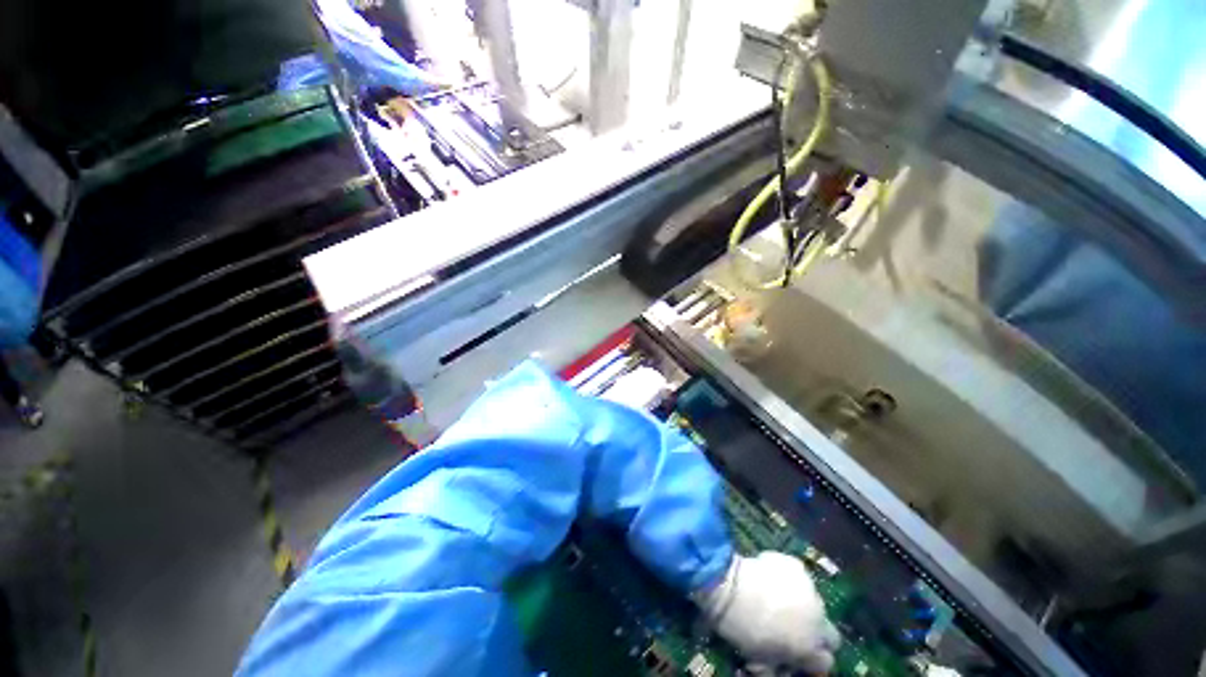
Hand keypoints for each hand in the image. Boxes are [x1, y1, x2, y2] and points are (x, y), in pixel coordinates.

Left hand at [695, 552, 839, 673]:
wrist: (732, 588)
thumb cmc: (743, 629)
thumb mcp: (760, 661)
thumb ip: (777, 667)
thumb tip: (780, 667)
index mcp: (811, 649)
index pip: (826, 662)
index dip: (812, 660)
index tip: (800, 655)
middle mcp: (819, 620)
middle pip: (829, 632)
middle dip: (816, 633)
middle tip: (794, 628)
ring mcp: (811, 590)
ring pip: (814, 601)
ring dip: (802, 604)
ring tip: (777, 598)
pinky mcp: (796, 566)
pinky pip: (797, 575)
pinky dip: (788, 578)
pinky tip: (769, 576)